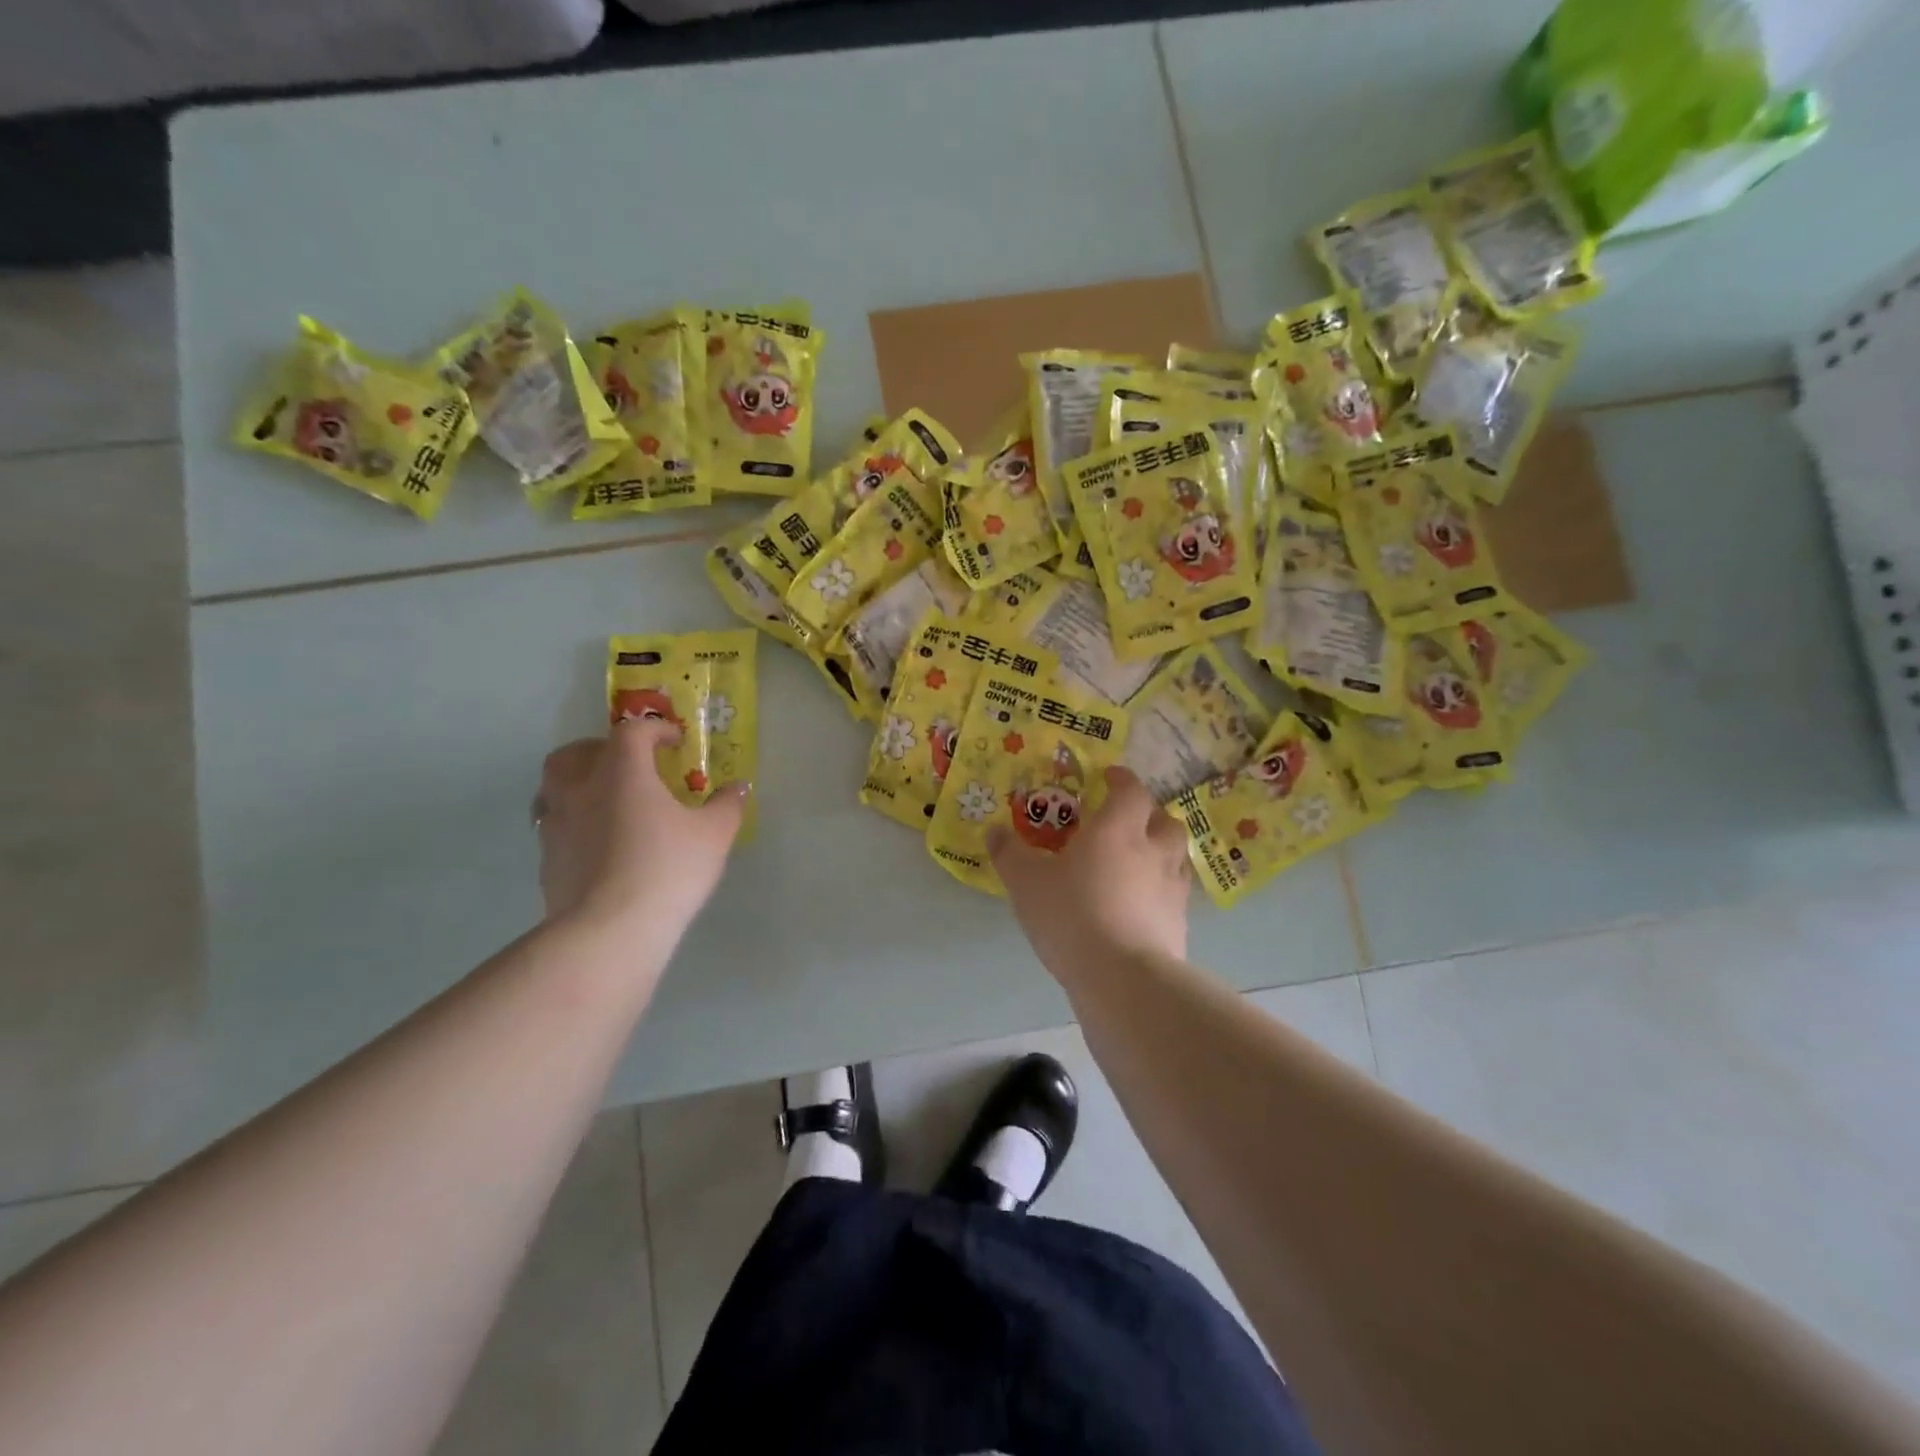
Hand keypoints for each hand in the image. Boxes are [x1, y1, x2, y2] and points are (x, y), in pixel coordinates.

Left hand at [534, 717, 747, 935]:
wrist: (609, 930)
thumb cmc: (667, 869)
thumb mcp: (714, 835)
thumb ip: (727, 805)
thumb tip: (739, 788)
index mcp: (622, 772)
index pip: (632, 732)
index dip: (656, 729)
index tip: (675, 741)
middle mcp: (581, 789)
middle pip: (577, 752)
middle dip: (602, 749)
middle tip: (629, 765)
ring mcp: (556, 824)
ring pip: (555, 787)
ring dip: (579, 783)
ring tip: (608, 800)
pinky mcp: (547, 859)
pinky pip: (555, 824)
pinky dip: (575, 821)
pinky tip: (600, 842)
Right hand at [990, 766, 1190, 978]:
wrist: (1124, 978)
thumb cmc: (1073, 916)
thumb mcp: (1027, 883)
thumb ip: (1010, 854)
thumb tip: (995, 831)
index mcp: (1118, 829)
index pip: (1130, 790)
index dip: (1121, 779)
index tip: (1108, 777)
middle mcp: (1153, 850)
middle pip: (1164, 820)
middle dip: (1148, 815)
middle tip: (1125, 823)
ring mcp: (1172, 887)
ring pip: (1176, 855)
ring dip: (1161, 850)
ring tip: (1137, 862)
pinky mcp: (1180, 922)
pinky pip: (1175, 894)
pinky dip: (1161, 890)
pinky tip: (1141, 905)